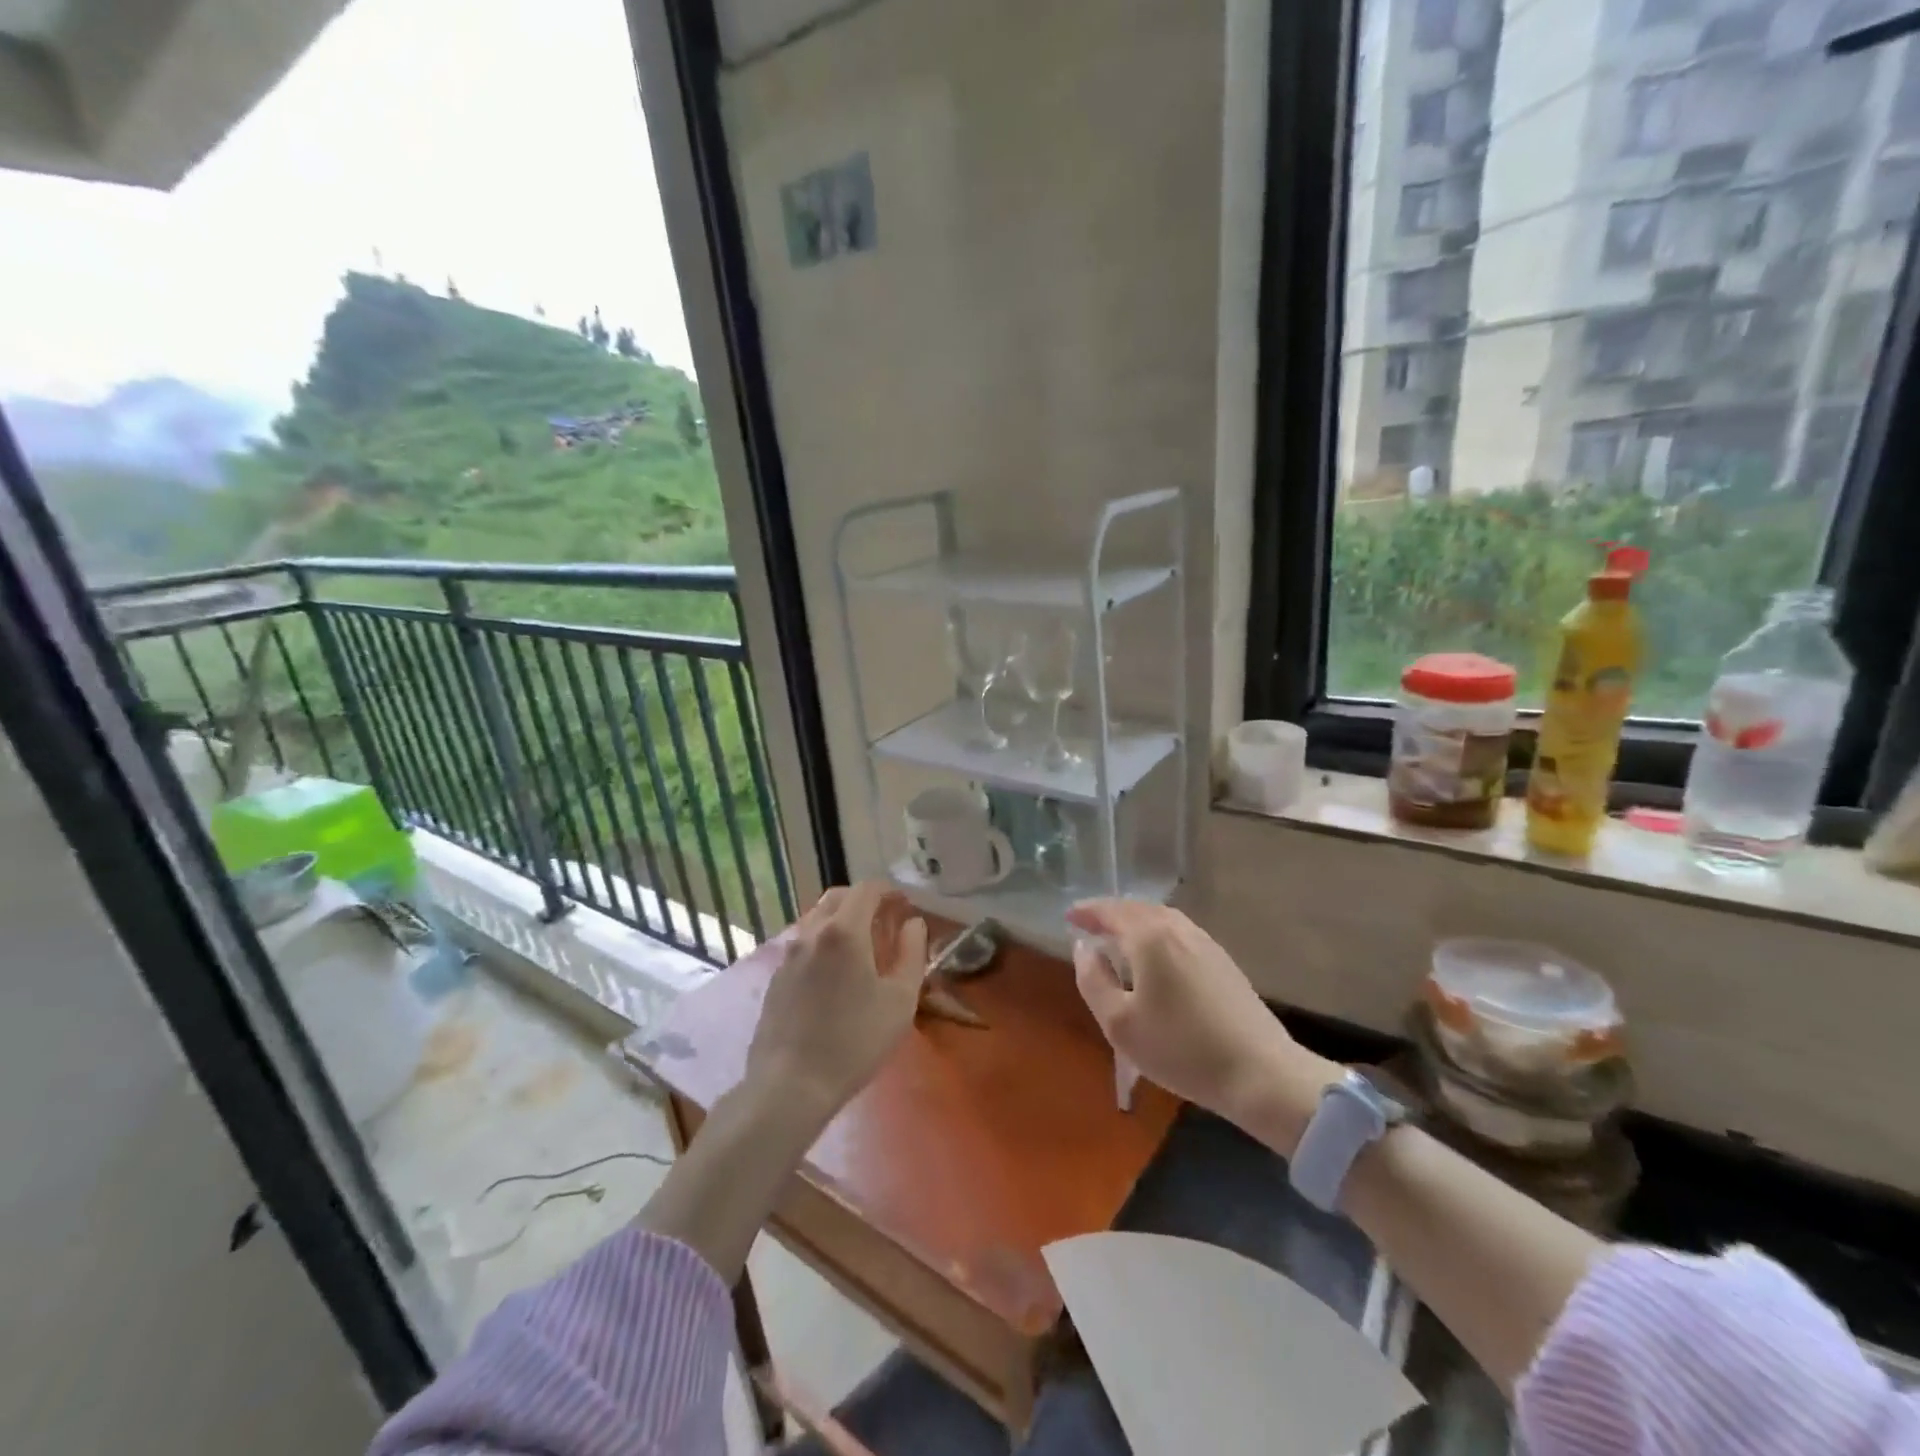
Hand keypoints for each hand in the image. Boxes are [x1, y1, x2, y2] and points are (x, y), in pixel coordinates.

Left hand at [745, 881, 928, 1120]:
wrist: (790, 1085)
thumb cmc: (855, 1041)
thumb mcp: (900, 1000)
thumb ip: (912, 953)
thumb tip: (913, 924)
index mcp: (844, 930)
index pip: (867, 889)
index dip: (889, 891)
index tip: (905, 906)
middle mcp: (811, 932)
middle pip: (838, 897)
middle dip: (864, 900)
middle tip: (885, 921)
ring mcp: (788, 954)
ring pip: (817, 918)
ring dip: (841, 920)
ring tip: (861, 947)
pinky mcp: (776, 977)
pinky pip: (803, 944)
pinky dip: (823, 942)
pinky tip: (835, 974)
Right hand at [1067, 899, 1329, 1128]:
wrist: (1260, 1073)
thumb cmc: (1180, 1048)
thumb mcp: (1119, 1023)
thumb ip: (1093, 980)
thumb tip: (1083, 948)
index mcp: (1150, 937)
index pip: (1111, 911)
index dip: (1087, 912)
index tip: (1068, 916)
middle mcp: (1178, 929)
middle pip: (1138, 909)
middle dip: (1111, 914)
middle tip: (1089, 925)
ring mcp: (1205, 943)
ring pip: (1162, 919)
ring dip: (1135, 922)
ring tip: (1118, 939)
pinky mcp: (1223, 961)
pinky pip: (1179, 933)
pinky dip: (1157, 934)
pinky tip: (1155, 957)